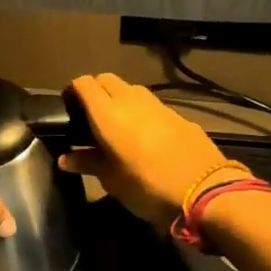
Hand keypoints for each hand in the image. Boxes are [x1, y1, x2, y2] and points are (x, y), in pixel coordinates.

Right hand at [58, 73, 229, 228]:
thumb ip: (87, 163)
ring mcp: (158, 105)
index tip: (68, 109)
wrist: (205, 191)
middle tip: (90, 116)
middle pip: (106, 79)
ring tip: (117, 124)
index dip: (73, 91)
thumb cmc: (147, 187)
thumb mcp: (112, 181)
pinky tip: (145, 135)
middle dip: (95, 90)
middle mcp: (131, 100)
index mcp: (108, 114)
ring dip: (119, 98)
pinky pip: (152, 104)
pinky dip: (141, 111)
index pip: (83, 84)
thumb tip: (65, 158)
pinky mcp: (178, 115)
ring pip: (130, 89)